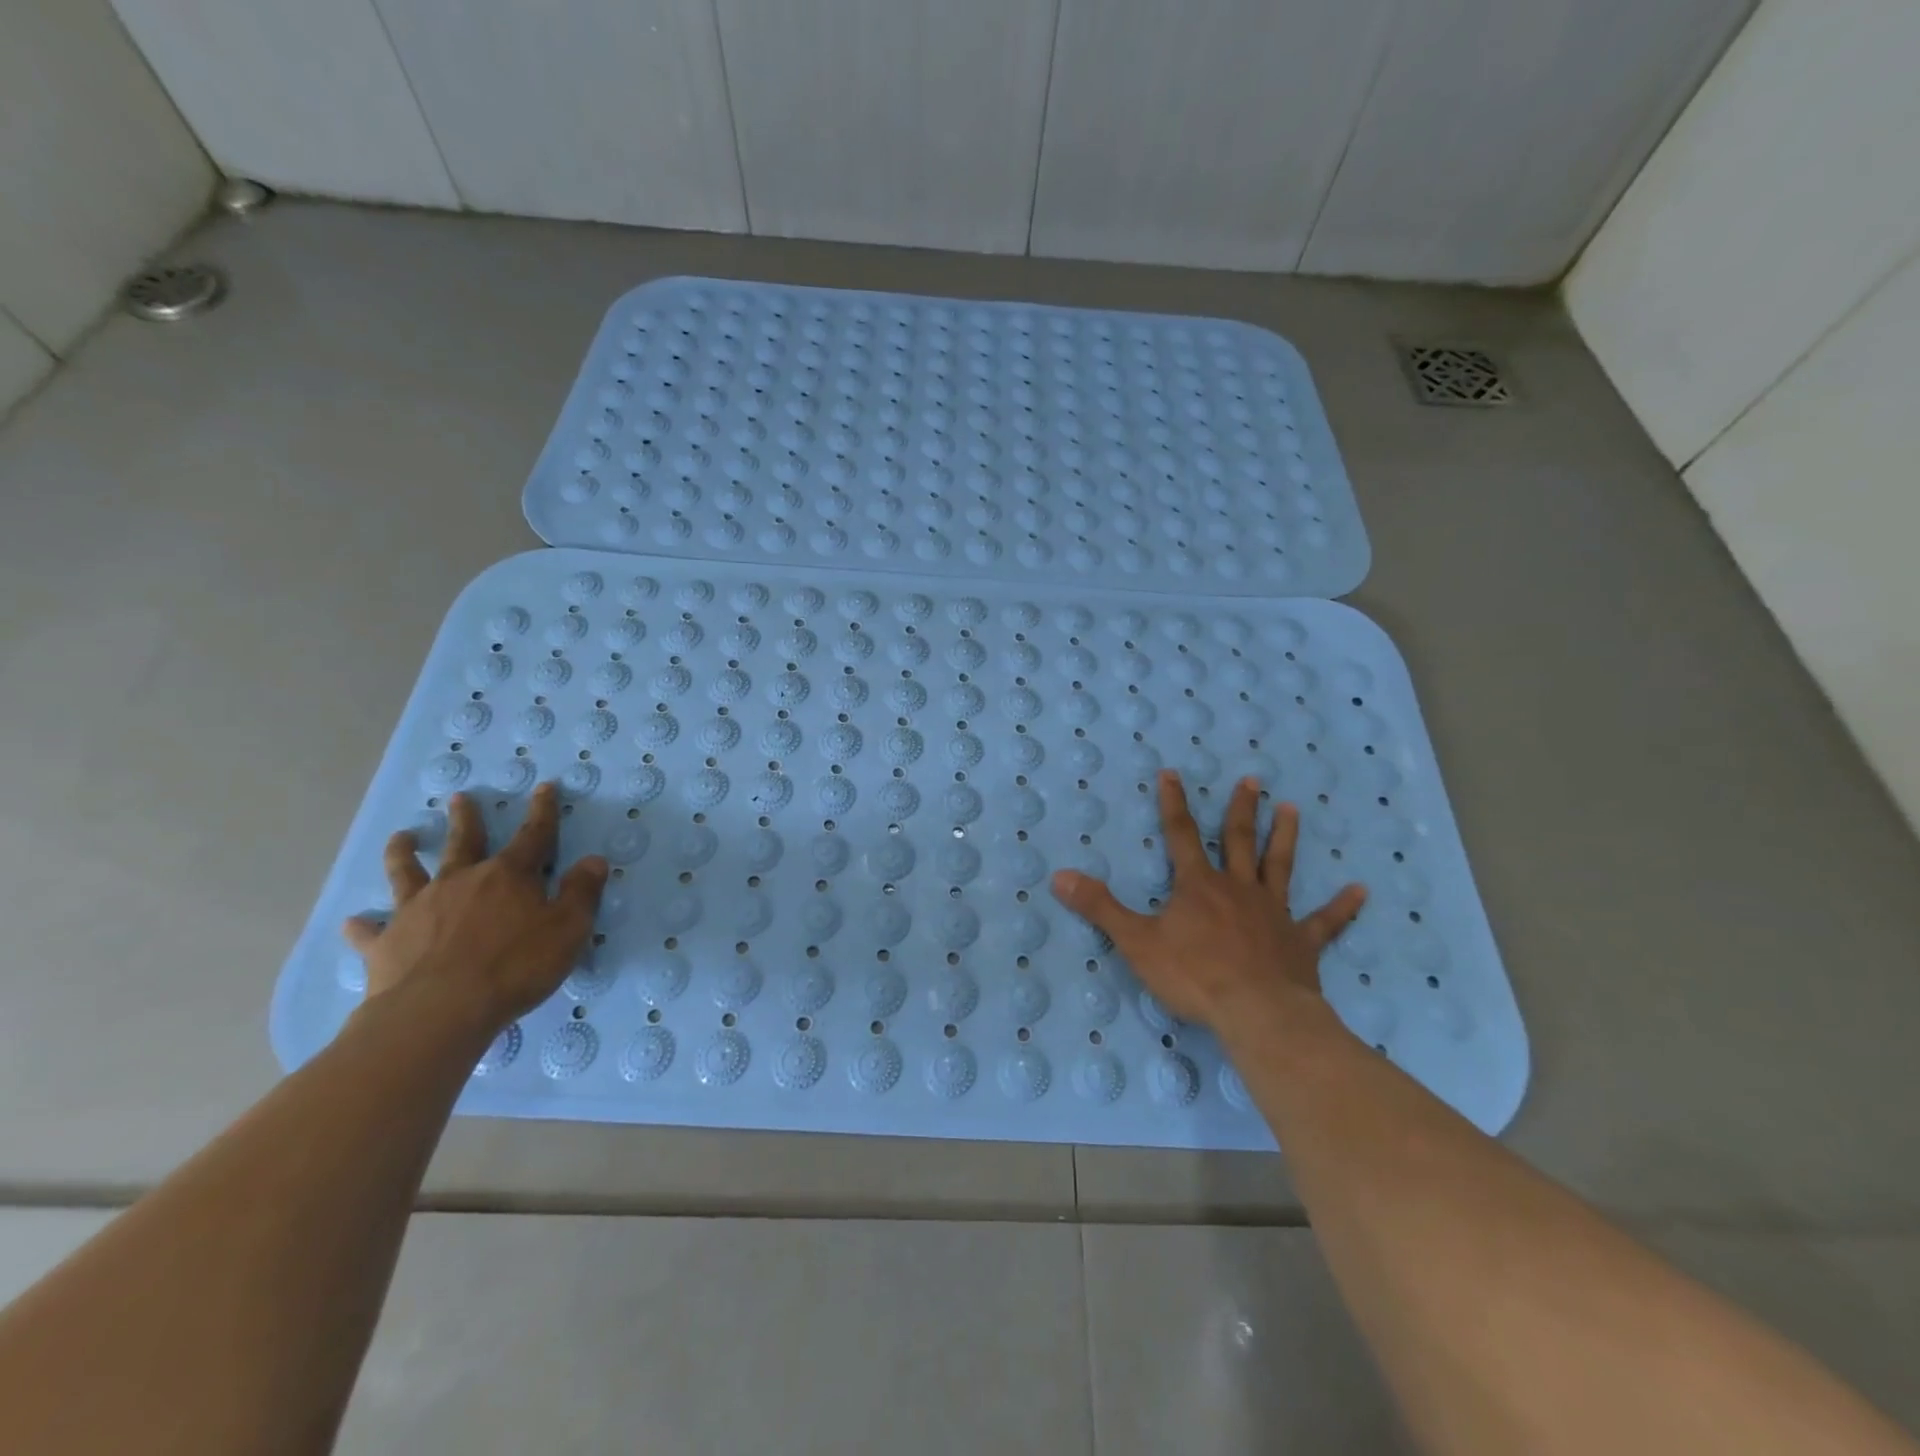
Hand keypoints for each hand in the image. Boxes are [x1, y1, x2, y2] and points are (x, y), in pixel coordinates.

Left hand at [344, 784, 608, 1034]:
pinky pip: (371, 931)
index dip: (542, 811)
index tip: (544, 787)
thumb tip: (594, 860)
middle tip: (459, 797)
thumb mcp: (568, 929)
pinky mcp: (386, 942)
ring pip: (407, 872)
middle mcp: (461, 881)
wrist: (440, 1010)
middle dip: (466, 818)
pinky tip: (353, 922)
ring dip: (404, 853)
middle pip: (463, 841)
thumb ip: (582, 893)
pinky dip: (363, 926)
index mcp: (509, 876)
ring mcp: (418, 909)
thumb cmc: (515, 966)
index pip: (533, 835)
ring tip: (400, 837)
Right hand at [1051, 770, 1366, 1032]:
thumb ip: (1099, 907)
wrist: (1257, 1014)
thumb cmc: (1193, 976)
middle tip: (1253, 780)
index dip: (1173, 803)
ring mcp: (1273, 913)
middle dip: (1241, 809)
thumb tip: (1059, 876)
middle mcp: (1237, 889)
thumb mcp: (1136, 941)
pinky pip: (1325, 922)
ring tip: (1293, 809)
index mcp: (1197, 885)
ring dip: (1285, 838)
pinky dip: (1342, 907)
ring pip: (1279, 867)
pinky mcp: (1301, 943)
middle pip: (1238, 840)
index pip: (1181, 834)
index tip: (1172, 773)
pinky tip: (1361, 891)